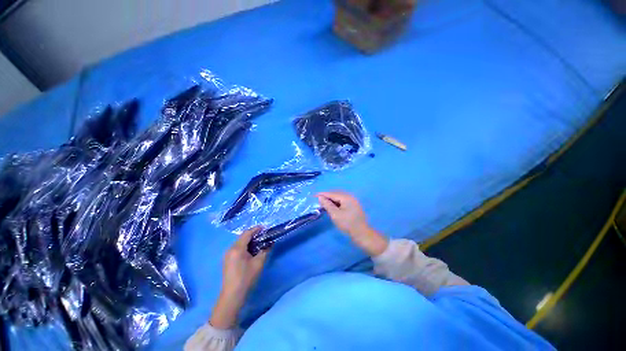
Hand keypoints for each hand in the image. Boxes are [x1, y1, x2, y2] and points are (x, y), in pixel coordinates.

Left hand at [210, 227, 268, 328]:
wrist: (232, 295)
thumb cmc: (246, 278)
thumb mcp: (259, 263)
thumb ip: (265, 250)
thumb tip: (270, 242)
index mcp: (237, 248)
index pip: (247, 233)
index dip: (256, 229)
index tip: (265, 228)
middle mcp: (230, 249)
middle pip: (242, 237)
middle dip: (253, 234)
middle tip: (264, 235)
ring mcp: (227, 255)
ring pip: (239, 242)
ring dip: (249, 240)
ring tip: (259, 242)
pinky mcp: (227, 260)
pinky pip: (237, 248)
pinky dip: (245, 246)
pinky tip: (251, 250)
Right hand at [316, 191, 387, 255]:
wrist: (361, 233)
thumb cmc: (347, 224)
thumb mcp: (335, 214)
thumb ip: (327, 204)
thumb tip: (320, 197)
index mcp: (346, 197)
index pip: (332, 194)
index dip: (322, 194)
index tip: (314, 195)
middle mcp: (350, 196)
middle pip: (336, 193)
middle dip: (327, 196)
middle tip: (318, 200)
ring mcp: (352, 201)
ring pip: (339, 197)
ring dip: (331, 199)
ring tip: (324, 203)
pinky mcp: (353, 206)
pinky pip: (342, 201)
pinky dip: (336, 202)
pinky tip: (332, 206)